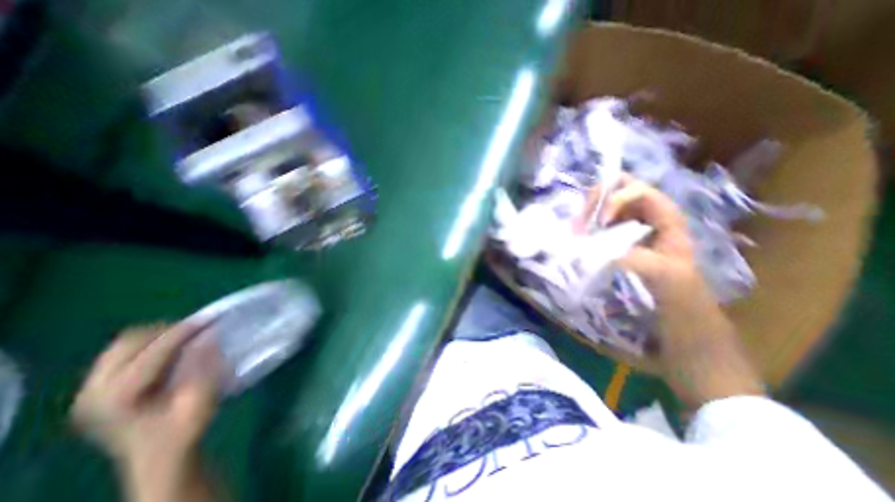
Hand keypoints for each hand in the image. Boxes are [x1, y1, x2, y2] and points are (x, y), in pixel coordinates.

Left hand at [71, 324, 221, 471]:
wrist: (159, 457)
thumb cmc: (183, 430)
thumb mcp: (200, 401)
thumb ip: (203, 368)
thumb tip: (209, 336)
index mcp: (116, 399)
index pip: (151, 352)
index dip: (183, 332)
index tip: (209, 319)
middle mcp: (92, 393)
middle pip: (128, 343)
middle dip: (167, 331)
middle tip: (198, 329)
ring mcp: (88, 392)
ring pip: (122, 345)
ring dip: (158, 336)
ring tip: (186, 338)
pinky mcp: (95, 390)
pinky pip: (121, 353)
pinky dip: (149, 345)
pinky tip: (170, 351)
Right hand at [573, 175, 760, 408]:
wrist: (690, 352)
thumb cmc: (688, 316)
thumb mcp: (670, 283)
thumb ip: (637, 259)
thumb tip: (590, 250)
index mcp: (670, 230)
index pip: (644, 194)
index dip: (620, 197)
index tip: (599, 222)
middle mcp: (650, 232)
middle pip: (623, 199)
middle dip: (598, 203)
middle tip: (579, 224)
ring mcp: (633, 247)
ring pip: (609, 219)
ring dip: (589, 220)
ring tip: (573, 234)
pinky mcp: (620, 263)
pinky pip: (601, 240)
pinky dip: (587, 238)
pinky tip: (576, 247)